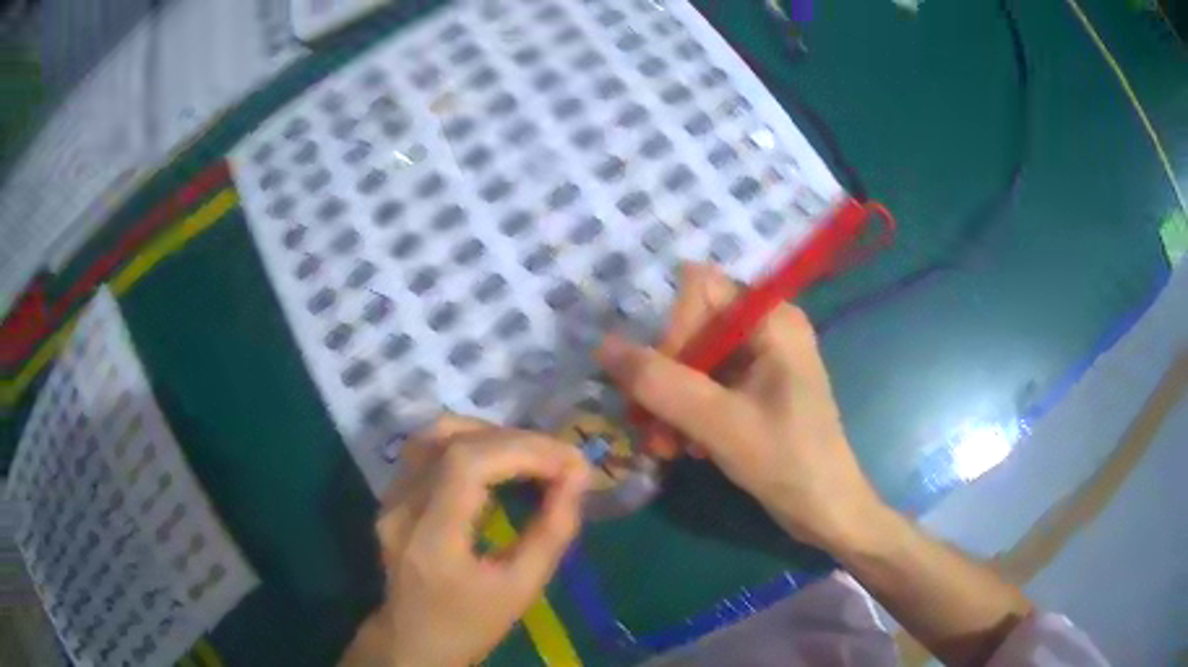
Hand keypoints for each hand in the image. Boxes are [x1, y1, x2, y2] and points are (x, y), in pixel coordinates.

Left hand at [341, 416, 589, 666]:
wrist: (413, 640)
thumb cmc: (471, 624)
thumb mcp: (522, 588)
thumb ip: (553, 531)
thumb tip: (578, 478)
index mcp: (430, 538)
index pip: (467, 464)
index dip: (523, 450)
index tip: (572, 464)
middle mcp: (400, 507)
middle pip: (453, 441)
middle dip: (518, 442)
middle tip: (562, 460)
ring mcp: (389, 497)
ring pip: (436, 434)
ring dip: (490, 434)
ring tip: (532, 455)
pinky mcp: (391, 494)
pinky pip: (429, 448)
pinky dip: (470, 443)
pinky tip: (498, 462)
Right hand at [595, 264, 881, 551]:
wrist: (826, 510)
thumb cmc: (786, 461)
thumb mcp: (718, 423)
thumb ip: (659, 383)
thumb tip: (603, 346)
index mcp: (772, 318)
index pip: (699, 290)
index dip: (672, 330)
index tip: (660, 383)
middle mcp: (767, 327)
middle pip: (693, 327)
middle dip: (665, 378)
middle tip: (649, 427)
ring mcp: (762, 359)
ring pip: (695, 361)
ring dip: (671, 404)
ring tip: (664, 448)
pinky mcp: (756, 388)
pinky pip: (707, 385)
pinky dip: (689, 414)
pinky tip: (685, 449)